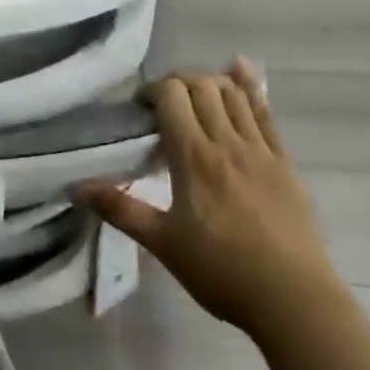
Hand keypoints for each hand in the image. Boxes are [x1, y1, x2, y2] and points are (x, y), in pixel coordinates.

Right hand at [81, 57, 332, 342]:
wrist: (293, 300)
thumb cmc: (221, 271)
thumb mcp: (163, 244)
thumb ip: (121, 210)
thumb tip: (76, 188)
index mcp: (193, 156)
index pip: (171, 95)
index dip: (151, 90)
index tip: (140, 108)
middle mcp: (226, 140)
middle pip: (201, 85)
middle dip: (177, 83)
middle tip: (164, 105)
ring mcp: (259, 148)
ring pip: (233, 92)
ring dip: (210, 82)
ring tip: (196, 97)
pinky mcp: (283, 160)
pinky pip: (265, 111)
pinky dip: (249, 86)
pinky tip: (240, 69)